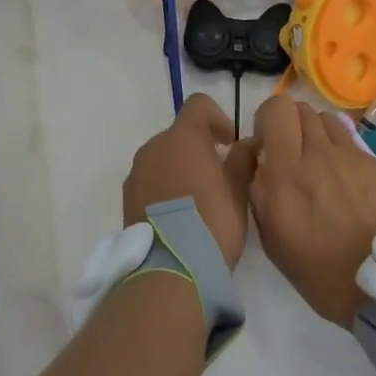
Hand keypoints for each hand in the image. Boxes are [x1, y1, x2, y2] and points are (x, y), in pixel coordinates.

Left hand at [122, 94, 258, 267]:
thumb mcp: (239, 190)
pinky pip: (150, 180)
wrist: (170, 269)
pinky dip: (165, 187)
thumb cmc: (212, 222)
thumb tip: (247, 143)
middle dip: (199, 147)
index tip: (230, 143)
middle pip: (179, 134)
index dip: (218, 118)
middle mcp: (154, 147)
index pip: (198, 105)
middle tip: (220, 175)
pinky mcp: (127, 198)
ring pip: (163, 158)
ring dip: (181, 168)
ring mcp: (136, 172)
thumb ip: (243, 159)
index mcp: (182, 137)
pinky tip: (180, 216)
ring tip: (199, 200)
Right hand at [247, 97, 375, 325]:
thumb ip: (259, 190)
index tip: (268, 144)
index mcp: (286, 171)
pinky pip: (354, 144)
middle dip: (292, 126)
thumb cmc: (320, 271)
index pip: (277, 109)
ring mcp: (353, 156)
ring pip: (329, 120)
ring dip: (318, 135)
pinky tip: (350, 184)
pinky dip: (344, 154)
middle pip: (302, 108)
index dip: (268, 119)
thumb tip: (258, 157)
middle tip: (293, 156)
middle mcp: (319, 153)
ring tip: (321, 165)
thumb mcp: (273, 239)